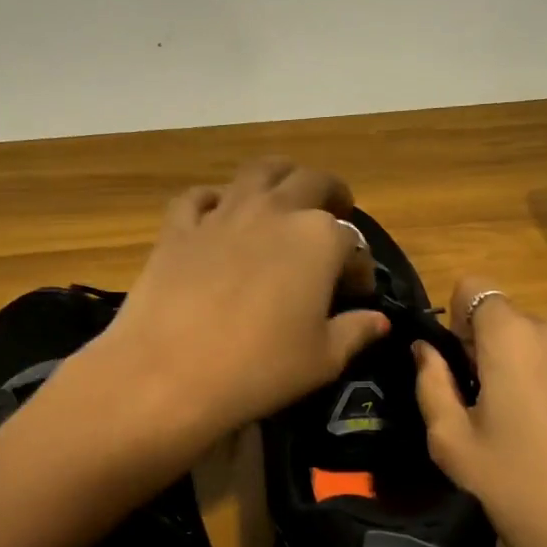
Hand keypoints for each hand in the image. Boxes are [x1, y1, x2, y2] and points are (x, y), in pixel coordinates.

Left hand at [87, 159, 388, 443]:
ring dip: (281, 177)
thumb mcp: (322, 360)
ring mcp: (223, 214)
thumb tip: (378, 321)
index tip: (356, 293)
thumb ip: (356, 331)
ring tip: (286, 195)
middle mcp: (274, 211)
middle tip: (336, 212)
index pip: (353, 242)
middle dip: (331, 195)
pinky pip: (200, 197)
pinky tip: (219, 213)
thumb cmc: (259, 369)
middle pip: (312, 182)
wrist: (168, 374)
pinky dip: (216, 199)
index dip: (359, 267)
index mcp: (319, 238)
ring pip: (259, 172)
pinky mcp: (179, 227)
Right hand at [411, 278, 546, 546]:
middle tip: (497, 413)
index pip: (475, 289)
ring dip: (543, 373)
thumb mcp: (453, 445)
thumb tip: (424, 350)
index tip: (462, 366)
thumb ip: (431, 384)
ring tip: (545, 435)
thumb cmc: (519, 493)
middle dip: (501, 354)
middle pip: (518, 324)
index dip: (459, 321)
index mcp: (514, 337)